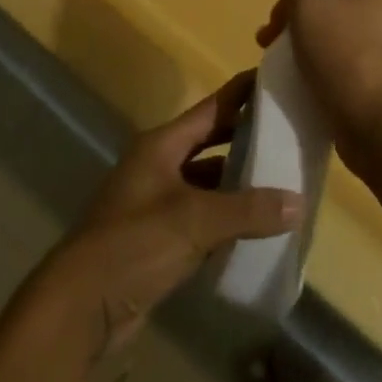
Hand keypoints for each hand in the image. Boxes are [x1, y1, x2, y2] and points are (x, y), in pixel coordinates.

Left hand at [55, 72, 300, 354]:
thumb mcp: (195, 221)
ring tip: (278, 178)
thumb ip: (247, 210)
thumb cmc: (136, 243)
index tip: (272, 76)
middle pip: (208, 141)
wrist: (82, 305)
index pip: (210, 109)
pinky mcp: (156, 237)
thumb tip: (298, 202)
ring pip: (204, 180)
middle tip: (286, 129)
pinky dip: (224, 216)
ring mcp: (155, 201)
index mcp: (161, 145)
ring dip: (235, 180)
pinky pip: (199, 215)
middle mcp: (157, 165)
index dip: (240, 93)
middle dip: (243, 135)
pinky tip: (253, 225)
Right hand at [259, 0, 381, 178]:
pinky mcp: (378, 75)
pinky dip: (316, 59)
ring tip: (273, 54)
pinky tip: (296, 74)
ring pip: (332, 26)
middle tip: (270, 30)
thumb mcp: (309, 5)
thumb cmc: (346, 55)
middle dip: (294, 7)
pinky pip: (339, 55)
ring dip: (300, 34)